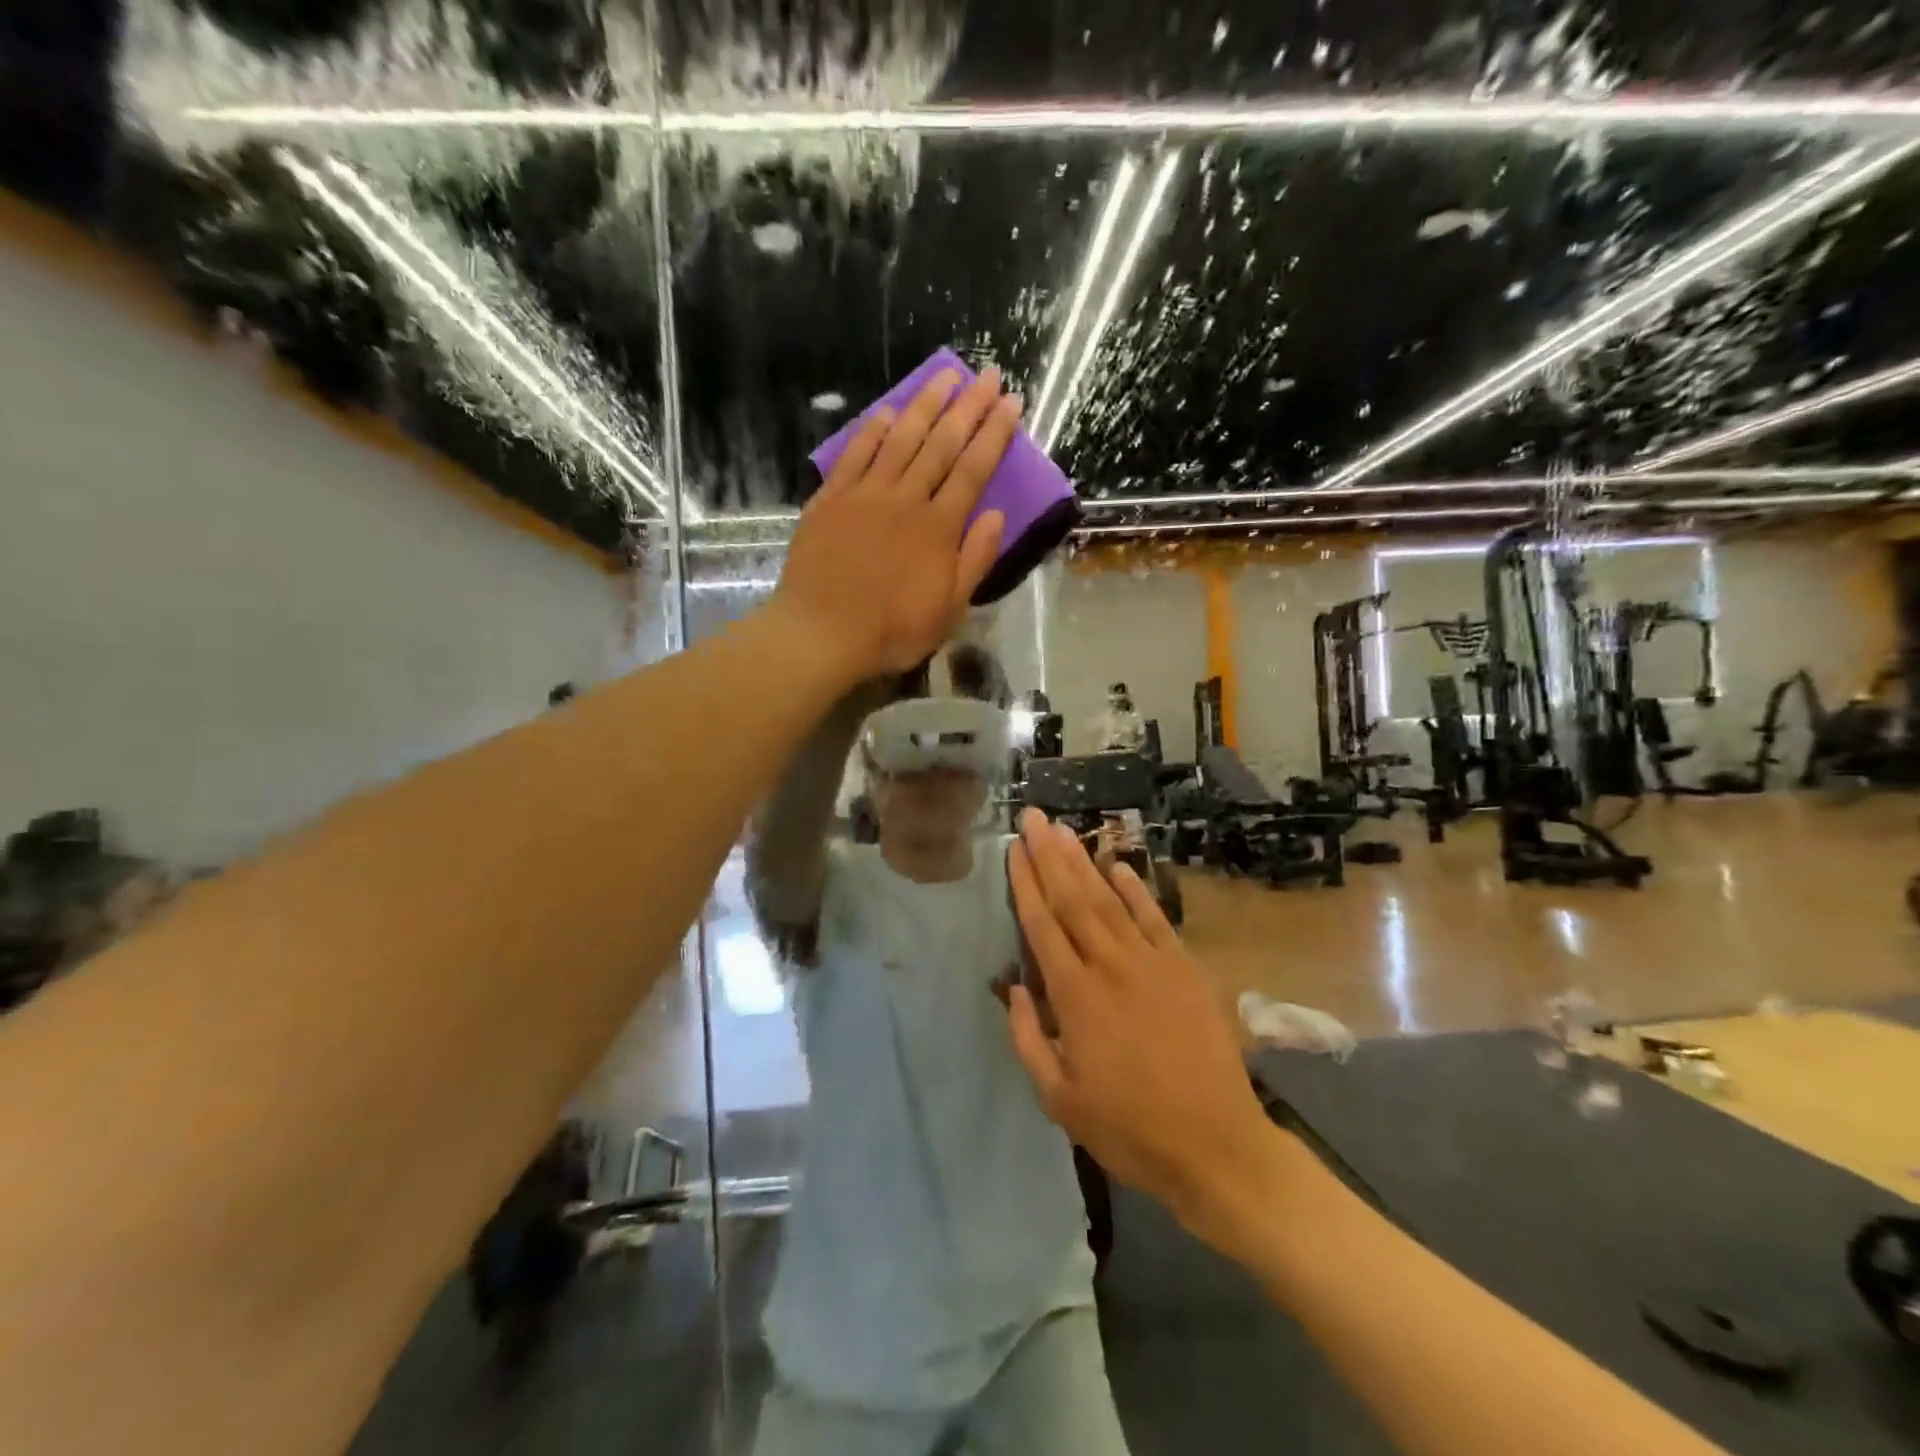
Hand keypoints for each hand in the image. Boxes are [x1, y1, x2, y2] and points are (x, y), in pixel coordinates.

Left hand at [772, 366, 1018, 684]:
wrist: (821, 633)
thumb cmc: (891, 631)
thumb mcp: (948, 610)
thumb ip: (974, 560)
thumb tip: (996, 514)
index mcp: (939, 528)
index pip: (974, 469)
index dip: (995, 433)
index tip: (1012, 402)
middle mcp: (906, 499)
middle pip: (942, 444)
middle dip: (969, 407)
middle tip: (988, 375)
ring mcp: (866, 494)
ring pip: (901, 438)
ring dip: (925, 404)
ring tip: (945, 375)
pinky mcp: (831, 499)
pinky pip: (856, 454)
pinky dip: (873, 429)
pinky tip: (888, 410)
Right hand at [1003, 810, 1272, 1238]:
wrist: (1217, 1147)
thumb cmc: (1130, 1128)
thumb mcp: (1059, 1100)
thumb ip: (1028, 1039)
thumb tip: (1011, 989)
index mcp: (1075, 997)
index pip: (1041, 924)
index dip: (1024, 882)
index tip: (1013, 848)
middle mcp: (1110, 966)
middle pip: (1073, 898)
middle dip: (1049, 854)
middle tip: (1033, 816)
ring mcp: (1152, 962)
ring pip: (1109, 899)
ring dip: (1084, 861)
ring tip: (1064, 829)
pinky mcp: (1184, 968)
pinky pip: (1154, 918)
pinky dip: (1135, 888)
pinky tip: (1118, 865)